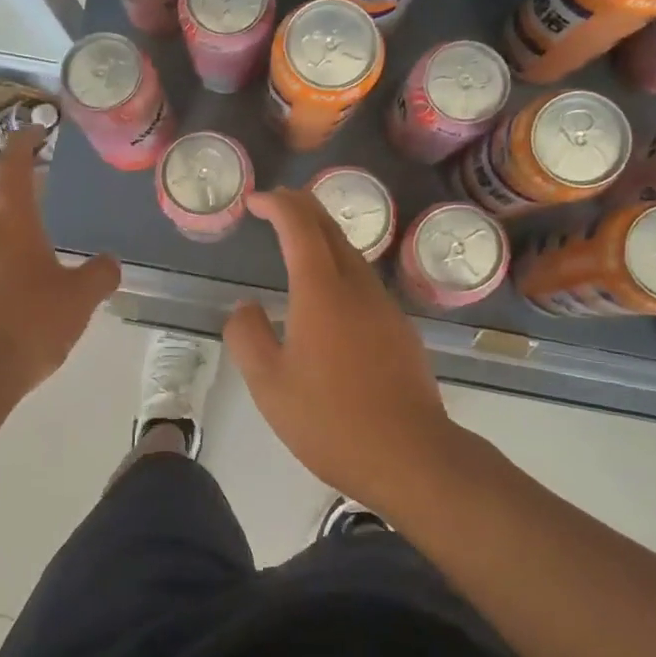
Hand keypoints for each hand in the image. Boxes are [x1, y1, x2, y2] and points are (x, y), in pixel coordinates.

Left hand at [0, 129, 119, 393]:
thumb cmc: (32, 324)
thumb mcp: (80, 298)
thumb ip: (100, 274)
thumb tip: (110, 262)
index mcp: (13, 224)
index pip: (11, 167)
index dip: (22, 142)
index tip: (37, 130)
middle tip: (17, 162)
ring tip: (14, 205)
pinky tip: (8, 252)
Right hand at [223, 188, 453, 508]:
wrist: (410, 455)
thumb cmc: (330, 420)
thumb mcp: (269, 384)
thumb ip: (248, 336)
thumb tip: (245, 307)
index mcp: (321, 292)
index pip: (300, 227)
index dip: (277, 205)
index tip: (255, 201)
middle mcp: (357, 287)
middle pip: (331, 229)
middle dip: (302, 207)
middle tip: (276, 204)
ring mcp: (384, 307)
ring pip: (352, 254)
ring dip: (323, 235)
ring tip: (298, 239)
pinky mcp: (400, 330)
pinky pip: (365, 281)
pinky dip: (340, 266)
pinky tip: (329, 293)